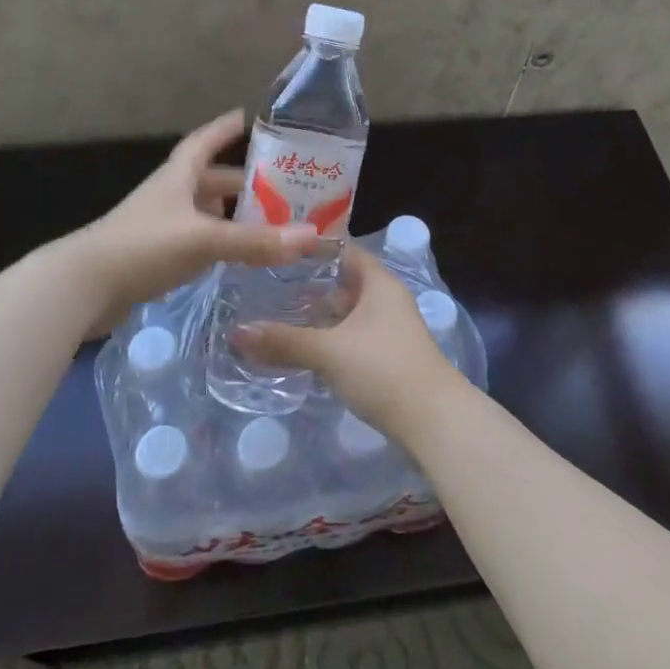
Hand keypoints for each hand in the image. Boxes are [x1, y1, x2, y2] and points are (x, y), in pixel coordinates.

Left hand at [63, 110, 319, 334]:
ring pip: (203, 212)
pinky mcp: (154, 256)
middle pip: (209, 179)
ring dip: (231, 214)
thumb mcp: (204, 240)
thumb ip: (256, 241)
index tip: (251, 117)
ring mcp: (159, 226)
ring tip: (268, 221)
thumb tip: (312, 236)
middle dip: (241, 181)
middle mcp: (169, 195)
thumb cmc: (143, 247)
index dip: (226, 128)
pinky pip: (195, 241)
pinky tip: (235, 255)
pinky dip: (218, 243)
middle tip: (280, 186)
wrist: (82, 288)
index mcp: (178, 177)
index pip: (205, 141)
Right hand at [233, 244, 463, 445]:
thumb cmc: (383, 369)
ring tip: (277, 314)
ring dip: (319, 315)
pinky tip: (304, 348)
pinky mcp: (388, 357)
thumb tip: (234, 333)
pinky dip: (330, 337)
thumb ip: (283, 341)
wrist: (434, 421)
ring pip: (348, 312)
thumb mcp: (328, 352)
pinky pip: (353, 336)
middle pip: (344, 281)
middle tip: (266, 283)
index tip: (277, 249)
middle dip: (309, 284)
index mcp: (379, 283)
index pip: (343, 249)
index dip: (313, 247)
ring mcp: (390, 329)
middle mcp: (387, 299)